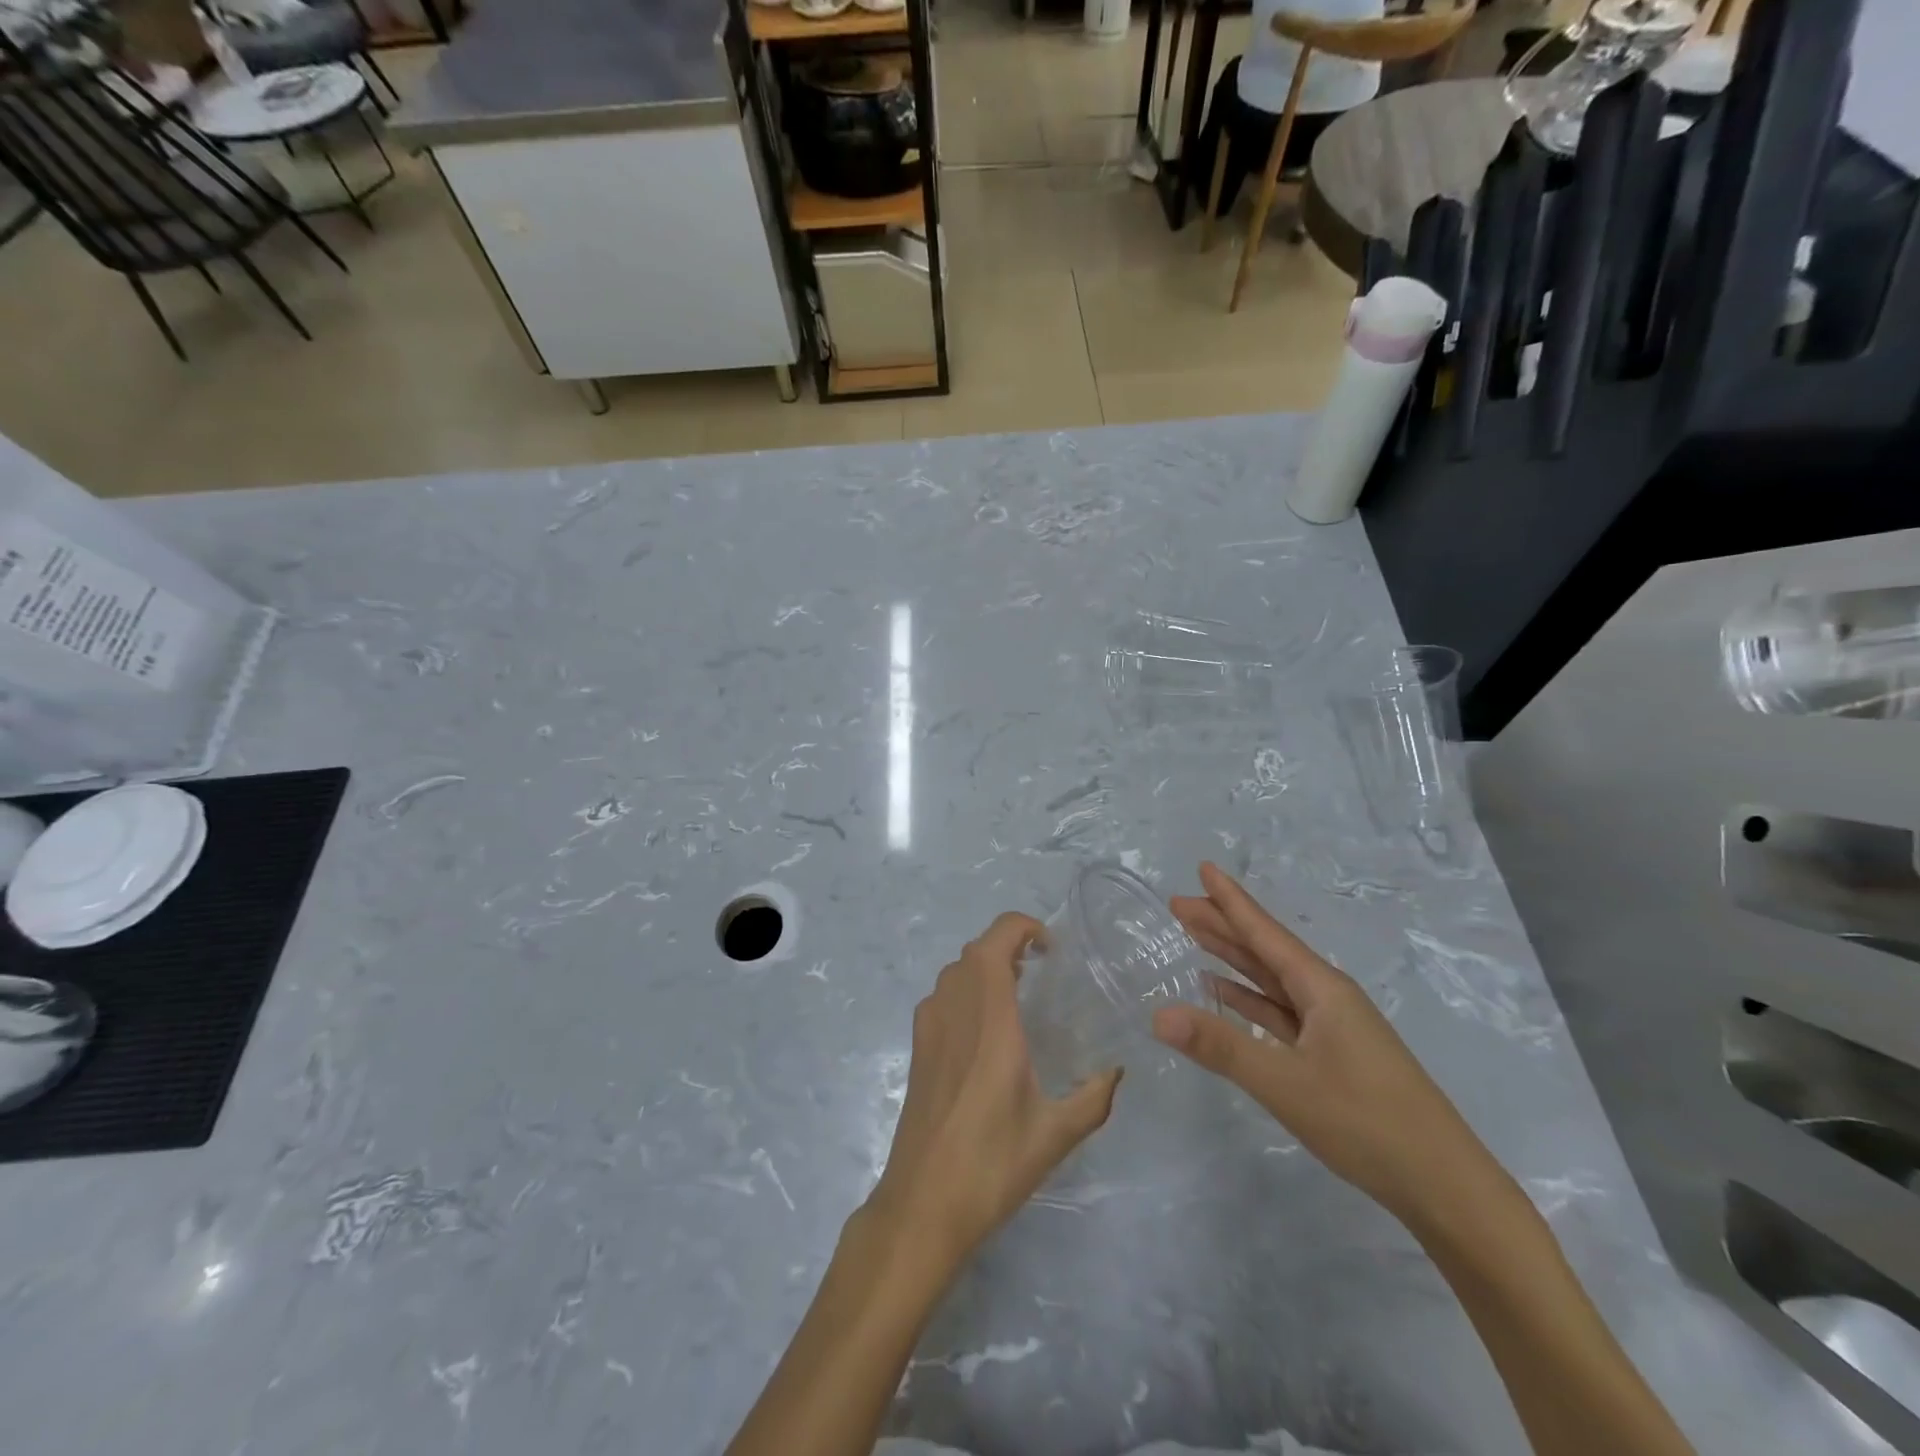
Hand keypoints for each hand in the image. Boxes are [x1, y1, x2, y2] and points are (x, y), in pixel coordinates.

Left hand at [867, 912, 1123, 1268]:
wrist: (922, 1202)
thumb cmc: (991, 1164)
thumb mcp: (1055, 1134)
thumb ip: (1093, 1097)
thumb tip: (1118, 1071)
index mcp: (990, 1018)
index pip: (996, 940)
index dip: (1023, 927)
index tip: (1051, 949)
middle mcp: (955, 1008)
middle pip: (976, 949)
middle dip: (1009, 945)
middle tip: (1042, 970)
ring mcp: (929, 1026)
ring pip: (956, 970)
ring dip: (986, 966)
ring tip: (1018, 992)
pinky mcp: (917, 1046)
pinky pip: (943, 995)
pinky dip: (966, 989)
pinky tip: (987, 1028)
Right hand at [1154, 862, 1504, 1229]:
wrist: (1445, 1187)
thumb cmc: (1366, 1123)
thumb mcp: (1286, 1083)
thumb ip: (1221, 1046)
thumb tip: (1157, 1015)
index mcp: (1322, 989)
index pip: (1265, 932)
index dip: (1231, 900)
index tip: (1203, 867)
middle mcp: (1327, 996)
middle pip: (1265, 950)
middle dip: (1223, 924)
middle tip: (1179, 903)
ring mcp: (1332, 1026)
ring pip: (1272, 979)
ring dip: (1233, 958)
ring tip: (1195, 936)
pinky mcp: (1332, 1054)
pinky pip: (1280, 1011)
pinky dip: (1249, 998)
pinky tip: (1224, 995)